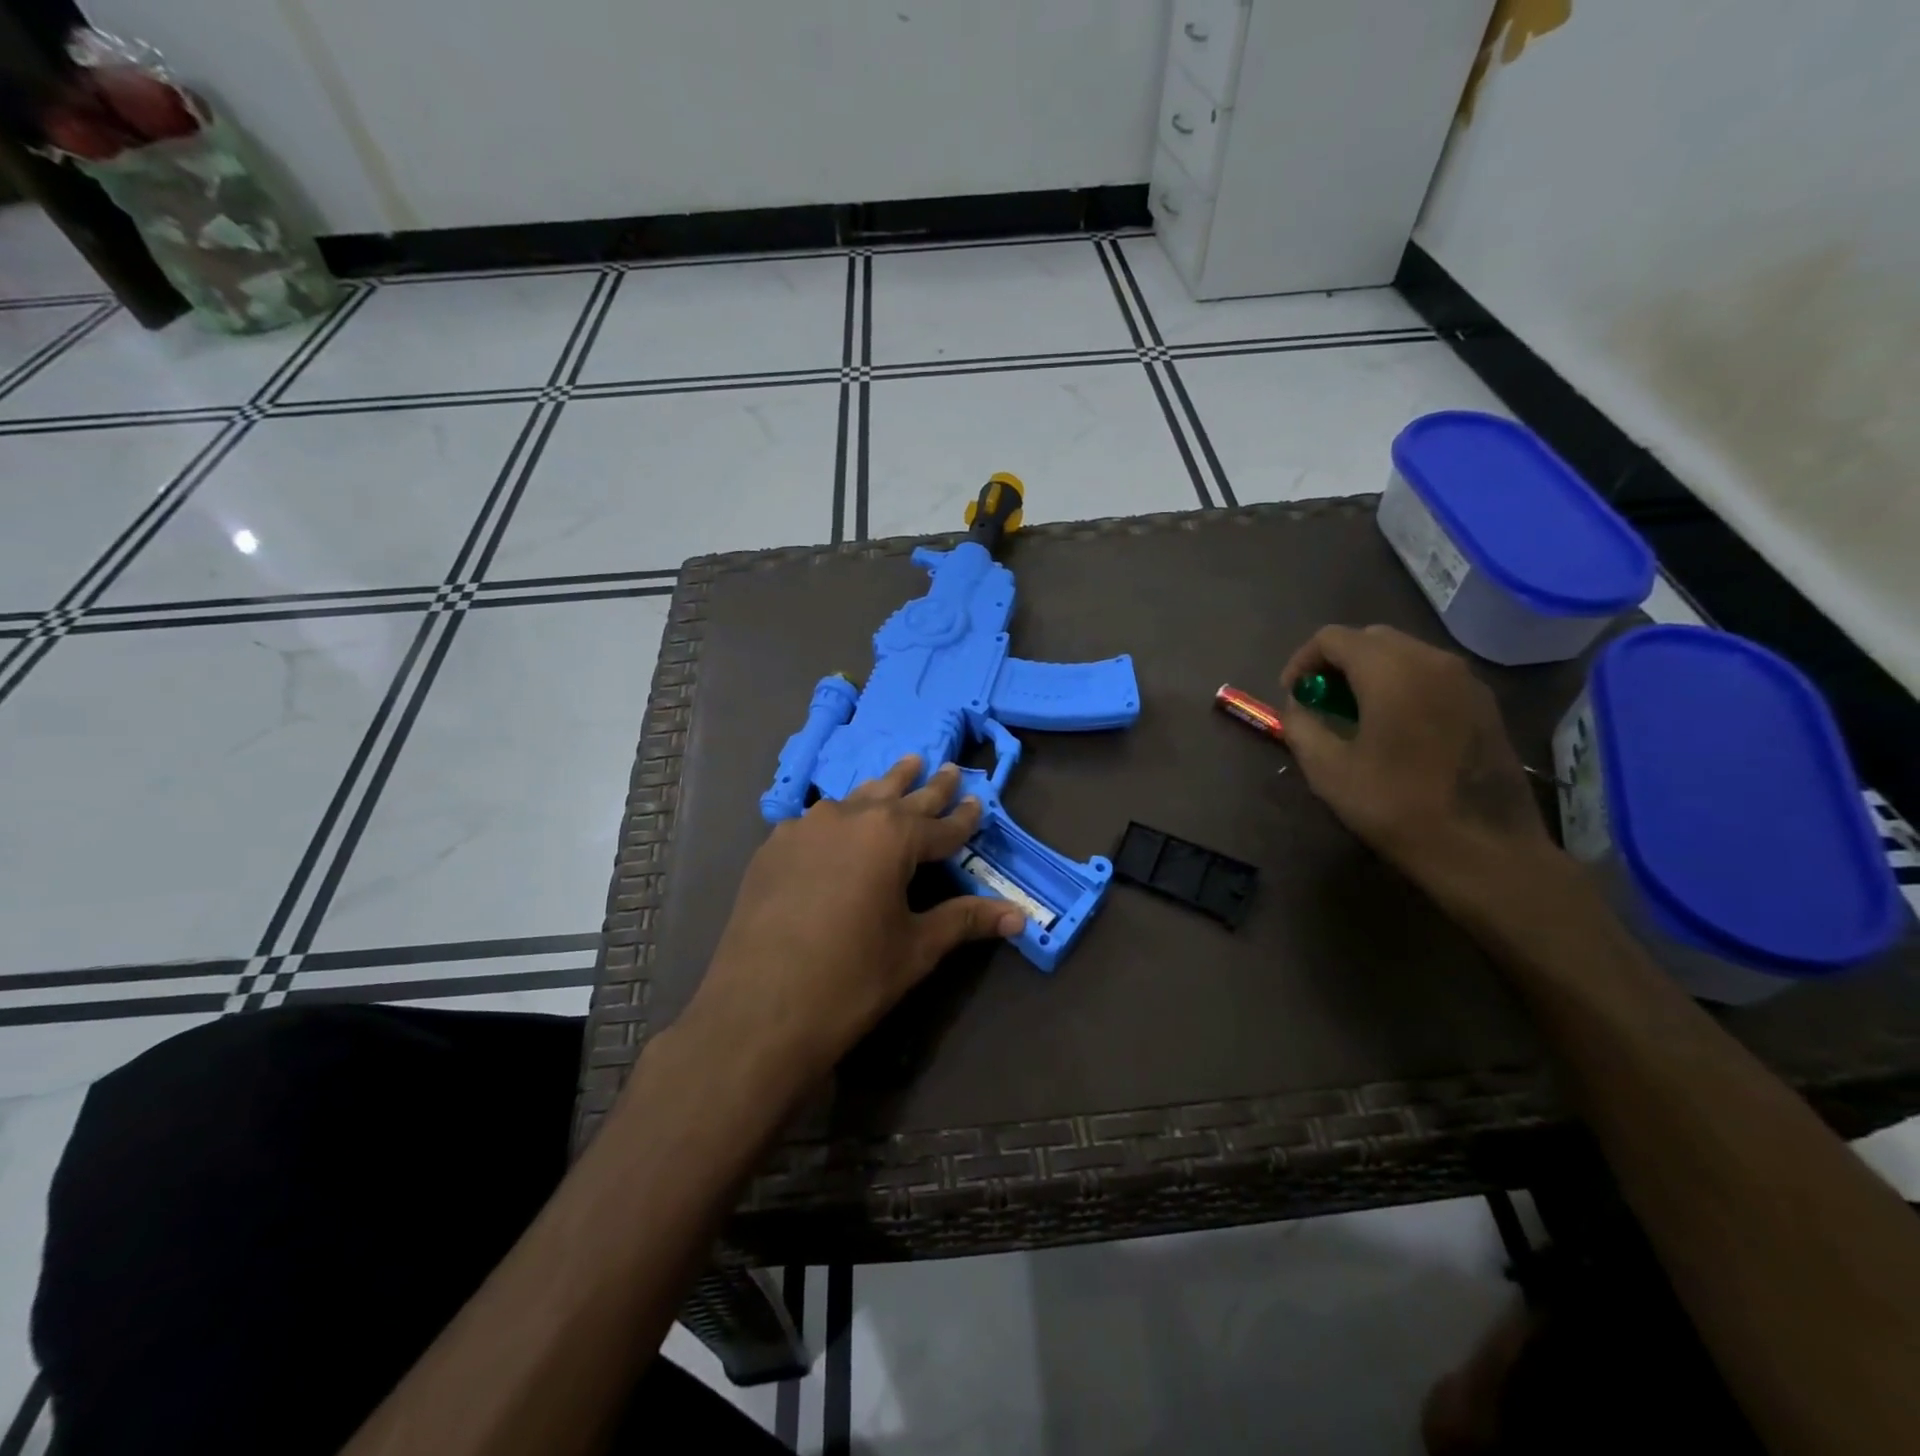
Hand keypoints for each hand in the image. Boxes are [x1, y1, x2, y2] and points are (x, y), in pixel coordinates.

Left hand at [678, 756, 1024, 1091]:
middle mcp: (851, 817)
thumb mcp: (916, 948)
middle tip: (948, 767)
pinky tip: (838, 821)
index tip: (979, 801)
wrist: (760, 1009)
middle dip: (928, 786)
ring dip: (883, 788)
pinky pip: (816, 820)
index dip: (964, 817)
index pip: (941, 824)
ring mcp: (806, 827)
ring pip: (856, 799)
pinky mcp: (774, 846)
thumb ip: (965, 920)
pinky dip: (839, 816)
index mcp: (892, 837)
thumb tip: (1020, 916)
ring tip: (901, 769)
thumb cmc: (852, 978)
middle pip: (899, 797)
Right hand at [1279, 625, 1560, 910]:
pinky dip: (1401, 684)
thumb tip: (1297, 706)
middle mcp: (1433, 660)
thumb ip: (1301, 726)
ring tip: (1353, 713)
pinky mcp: (1484, 703)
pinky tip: (1393, 725)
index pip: (1333, 638)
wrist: (1484, 848)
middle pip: (1371, 638)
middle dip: (1336, 662)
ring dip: (1370, 672)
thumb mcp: (1328, 770)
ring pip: (1404, 653)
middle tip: (1319, 701)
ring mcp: (1466, 680)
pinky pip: (1431, 674)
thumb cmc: (1396, 806)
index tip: (1292, 694)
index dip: (1302, 661)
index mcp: (1391, 671)